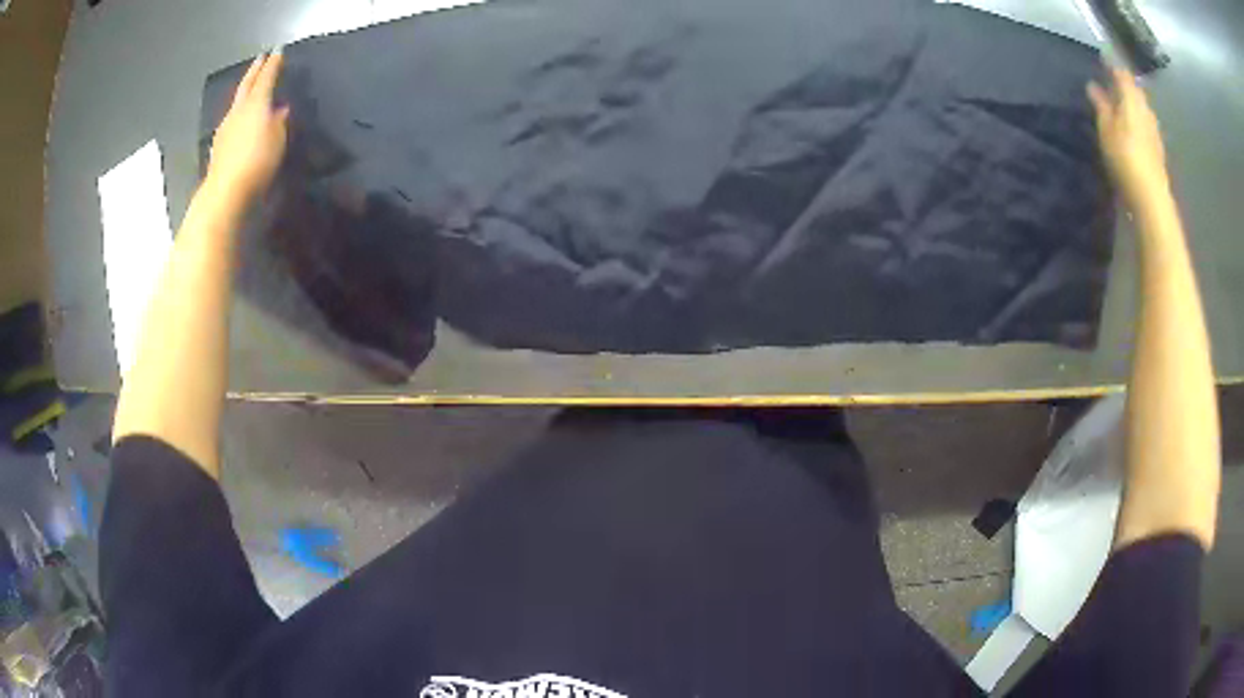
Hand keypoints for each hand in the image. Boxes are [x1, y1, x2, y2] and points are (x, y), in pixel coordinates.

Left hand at [207, 52, 289, 202]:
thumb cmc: (257, 162)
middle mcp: (238, 111)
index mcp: (255, 104)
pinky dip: (239, 115)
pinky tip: (241, 120)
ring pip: (237, 103)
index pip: (266, 78)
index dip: (273, 64)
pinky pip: (231, 122)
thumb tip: (280, 110)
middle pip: (246, 86)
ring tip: (251, 88)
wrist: (226, 193)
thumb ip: (279, 122)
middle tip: (260, 59)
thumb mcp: (278, 139)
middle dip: (254, 71)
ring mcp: (225, 129)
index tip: (278, 51)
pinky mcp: (219, 147)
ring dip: (245, 93)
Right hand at [1087, 67, 1170, 208]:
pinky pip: (1146, 125)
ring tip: (1121, 107)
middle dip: (1124, 85)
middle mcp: (1145, 109)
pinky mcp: (1158, 148)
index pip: (1121, 73)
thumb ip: (1101, 106)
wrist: (1151, 198)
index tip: (1102, 61)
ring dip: (1132, 104)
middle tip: (1112, 84)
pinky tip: (1133, 129)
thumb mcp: (1106, 129)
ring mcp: (1154, 130)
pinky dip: (1138, 121)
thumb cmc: (1126, 158)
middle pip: (1135, 90)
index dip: (1112, 65)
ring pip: (1142, 107)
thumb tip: (1093, 86)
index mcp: (1131, 98)